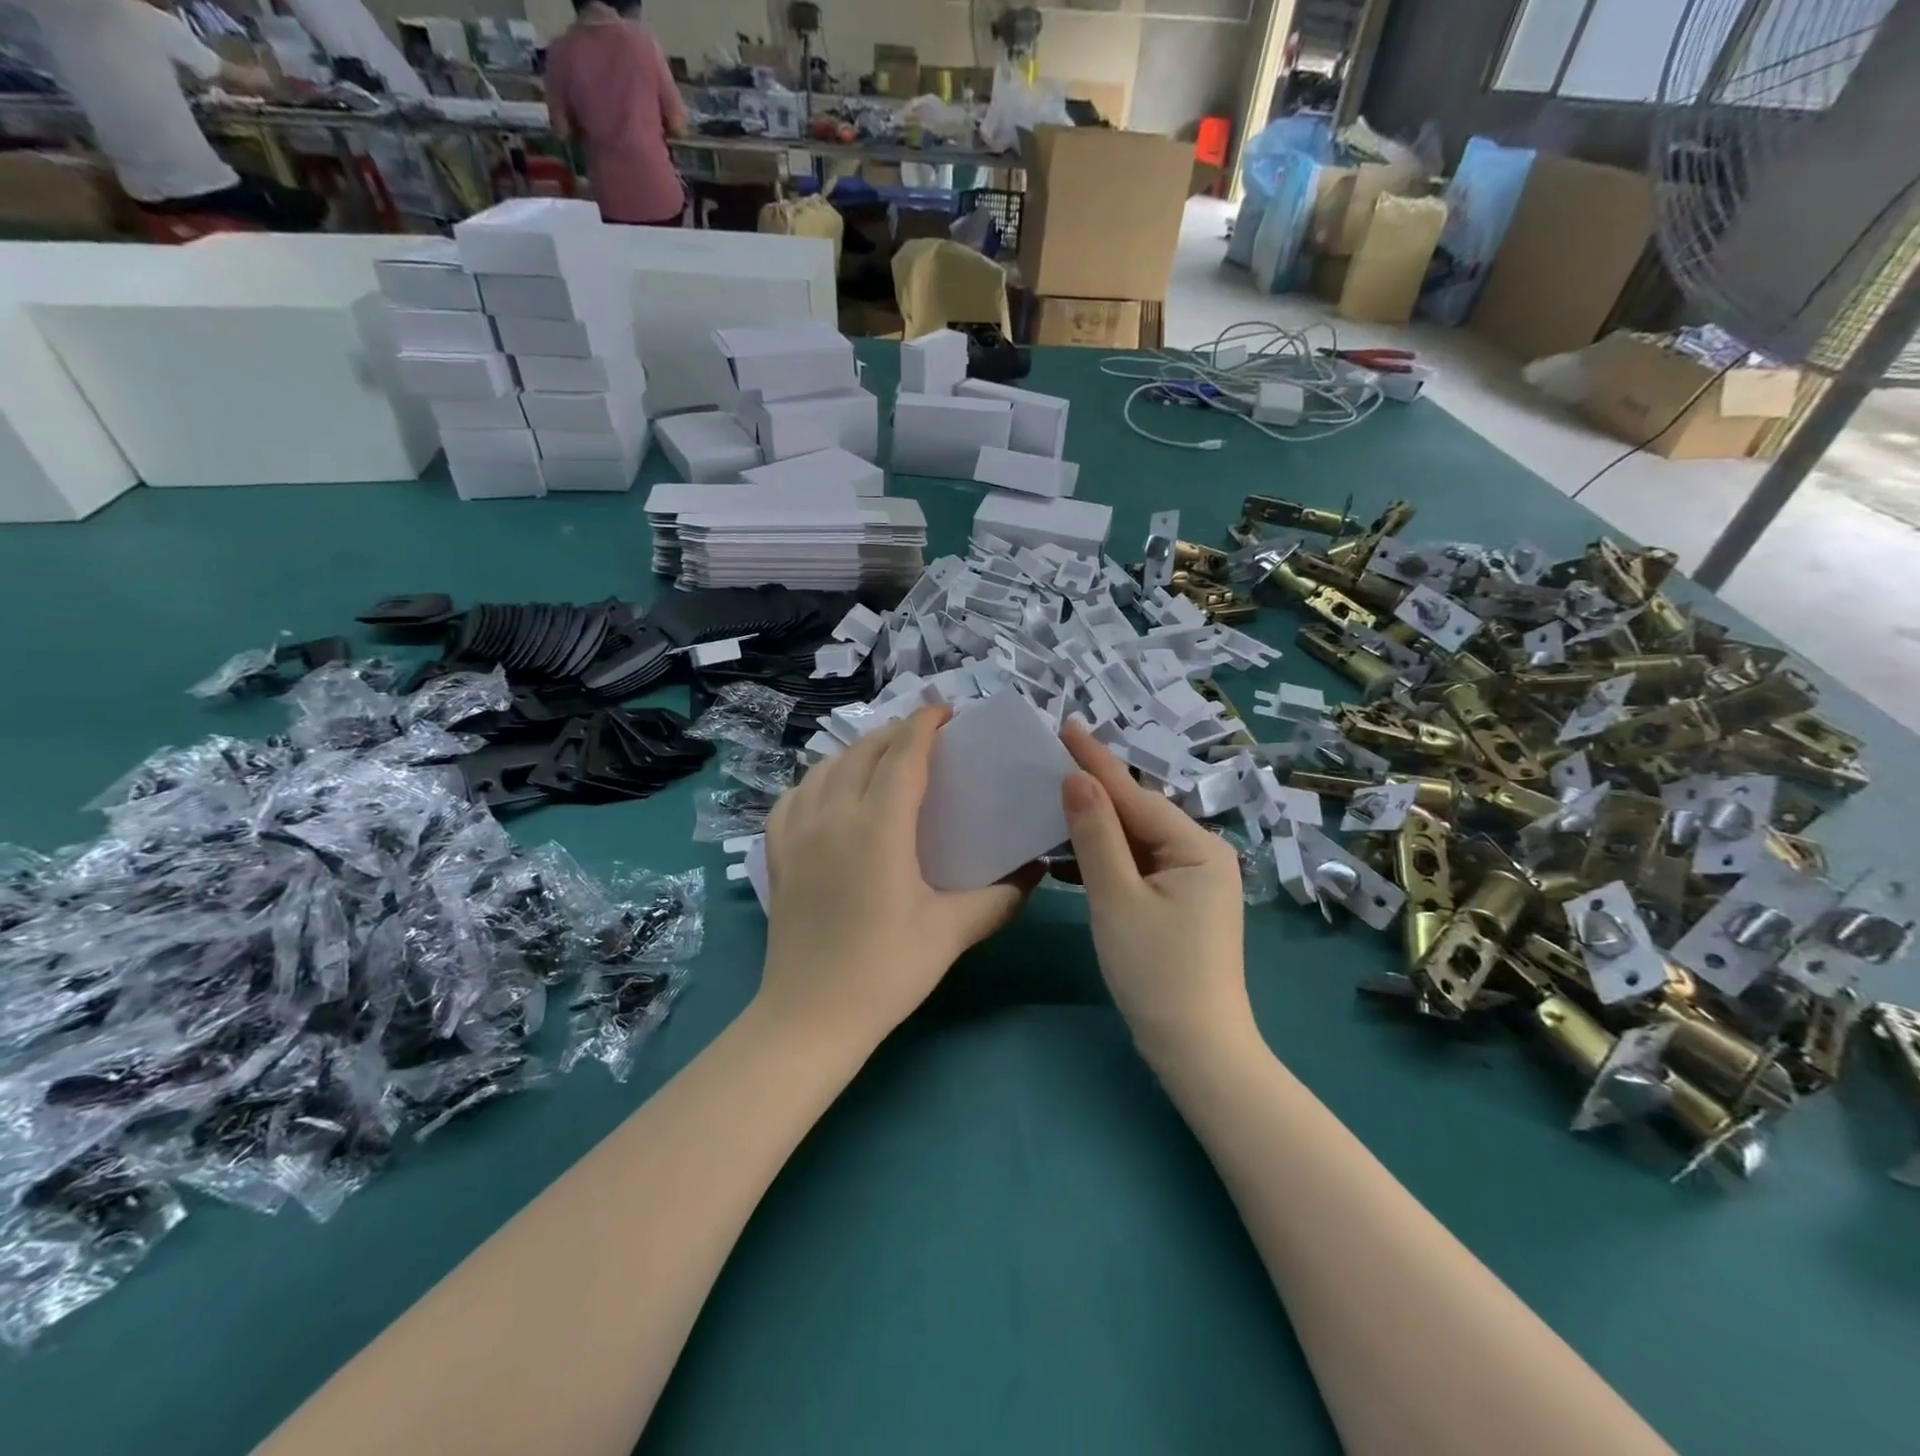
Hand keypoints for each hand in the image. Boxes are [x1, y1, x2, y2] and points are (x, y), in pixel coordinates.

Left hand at [758, 706, 1032, 1046]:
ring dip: (857, 752)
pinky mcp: (776, 854)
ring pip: (826, 768)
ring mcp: (798, 832)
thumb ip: (999, 897)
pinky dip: (817, 781)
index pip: (903, 755)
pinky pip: (794, 797)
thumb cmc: (886, 971)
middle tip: (924, 740)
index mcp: (879, 826)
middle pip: (863, 752)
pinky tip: (828, 793)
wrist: (810, 1017)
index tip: (945, 712)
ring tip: (881, 760)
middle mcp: (834, 815)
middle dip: (895, 734)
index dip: (924, 725)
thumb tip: (1035, 873)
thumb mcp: (951, 932)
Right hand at [1059, 723, 1254, 1062]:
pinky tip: (1065, 859)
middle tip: (1048, 764)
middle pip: (1137, 815)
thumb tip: (1076, 779)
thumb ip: (1096, 836)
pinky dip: (1103, 862)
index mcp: (1197, 848)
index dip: (1095, 761)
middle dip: (1092, 792)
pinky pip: (1136, 868)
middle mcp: (1201, 856)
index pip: (1135, 795)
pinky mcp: (1178, 904)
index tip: (1065, 726)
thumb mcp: (1117, 899)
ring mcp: (1192, 882)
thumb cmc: (1156, 972)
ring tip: (1048, 805)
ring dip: (1093, 829)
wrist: (1196, 1051)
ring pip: (1134, 842)